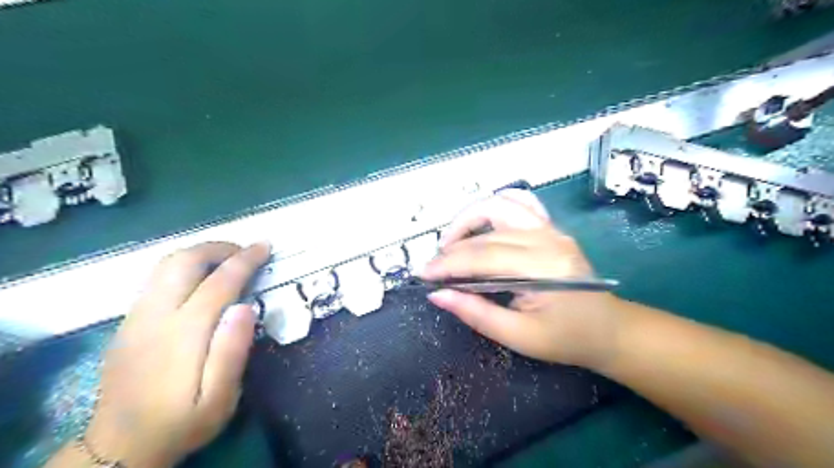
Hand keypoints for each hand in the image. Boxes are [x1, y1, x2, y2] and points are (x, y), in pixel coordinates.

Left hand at [85, 241, 268, 467]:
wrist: (120, 447)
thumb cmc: (182, 422)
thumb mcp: (220, 398)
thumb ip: (232, 351)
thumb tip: (245, 307)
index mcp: (184, 333)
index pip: (219, 282)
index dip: (245, 260)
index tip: (265, 247)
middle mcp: (155, 316)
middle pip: (183, 261)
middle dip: (218, 247)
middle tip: (246, 251)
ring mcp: (136, 317)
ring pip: (165, 265)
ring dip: (199, 253)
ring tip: (226, 259)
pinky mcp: (128, 322)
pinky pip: (155, 278)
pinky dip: (183, 267)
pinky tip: (199, 279)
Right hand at [425, 189, 625, 369]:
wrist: (609, 329)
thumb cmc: (567, 339)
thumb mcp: (519, 337)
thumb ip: (476, 313)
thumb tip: (438, 295)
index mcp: (543, 268)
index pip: (482, 257)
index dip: (448, 264)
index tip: (423, 275)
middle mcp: (547, 239)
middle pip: (486, 233)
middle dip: (451, 247)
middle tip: (434, 266)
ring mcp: (551, 228)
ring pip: (499, 205)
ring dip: (468, 219)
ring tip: (451, 242)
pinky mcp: (550, 227)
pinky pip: (520, 202)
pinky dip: (494, 206)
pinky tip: (480, 222)